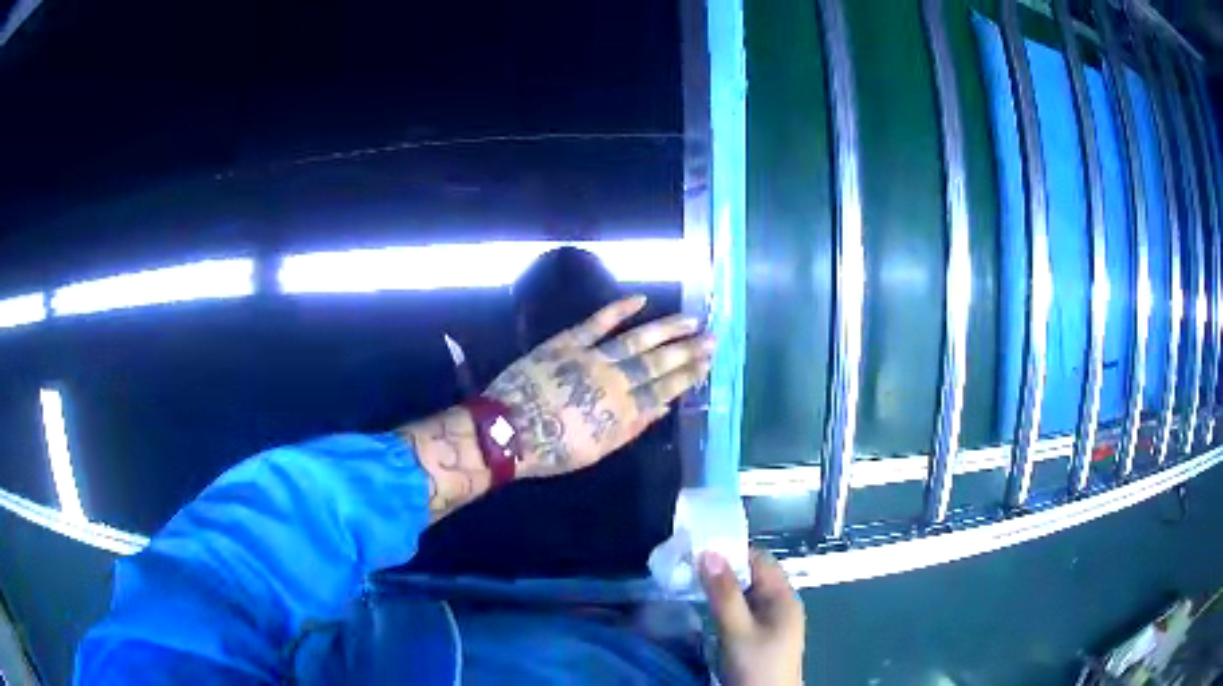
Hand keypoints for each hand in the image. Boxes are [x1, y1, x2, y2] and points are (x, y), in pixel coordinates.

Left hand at [485, 295, 712, 478]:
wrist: (510, 431)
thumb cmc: (554, 449)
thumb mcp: (599, 449)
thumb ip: (632, 427)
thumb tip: (664, 406)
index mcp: (623, 410)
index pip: (665, 388)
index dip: (689, 375)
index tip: (707, 363)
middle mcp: (615, 380)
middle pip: (658, 362)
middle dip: (687, 350)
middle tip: (711, 338)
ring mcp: (591, 358)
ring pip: (637, 339)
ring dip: (665, 329)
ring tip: (689, 319)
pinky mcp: (567, 343)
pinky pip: (597, 322)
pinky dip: (618, 310)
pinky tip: (640, 299)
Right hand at [700, 549, 805, 685]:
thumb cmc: (756, 665)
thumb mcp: (737, 631)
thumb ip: (724, 594)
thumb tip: (708, 552)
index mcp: (783, 597)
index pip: (759, 560)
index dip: (731, 551)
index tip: (698, 549)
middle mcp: (780, 604)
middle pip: (752, 576)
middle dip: (722, 569)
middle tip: (686, 566)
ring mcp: (771, 622)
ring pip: (745, 594)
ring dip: (721, 588)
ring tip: (688, 583)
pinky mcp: (760, 637)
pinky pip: (742, 611)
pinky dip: (724, 605)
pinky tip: (704, 608)